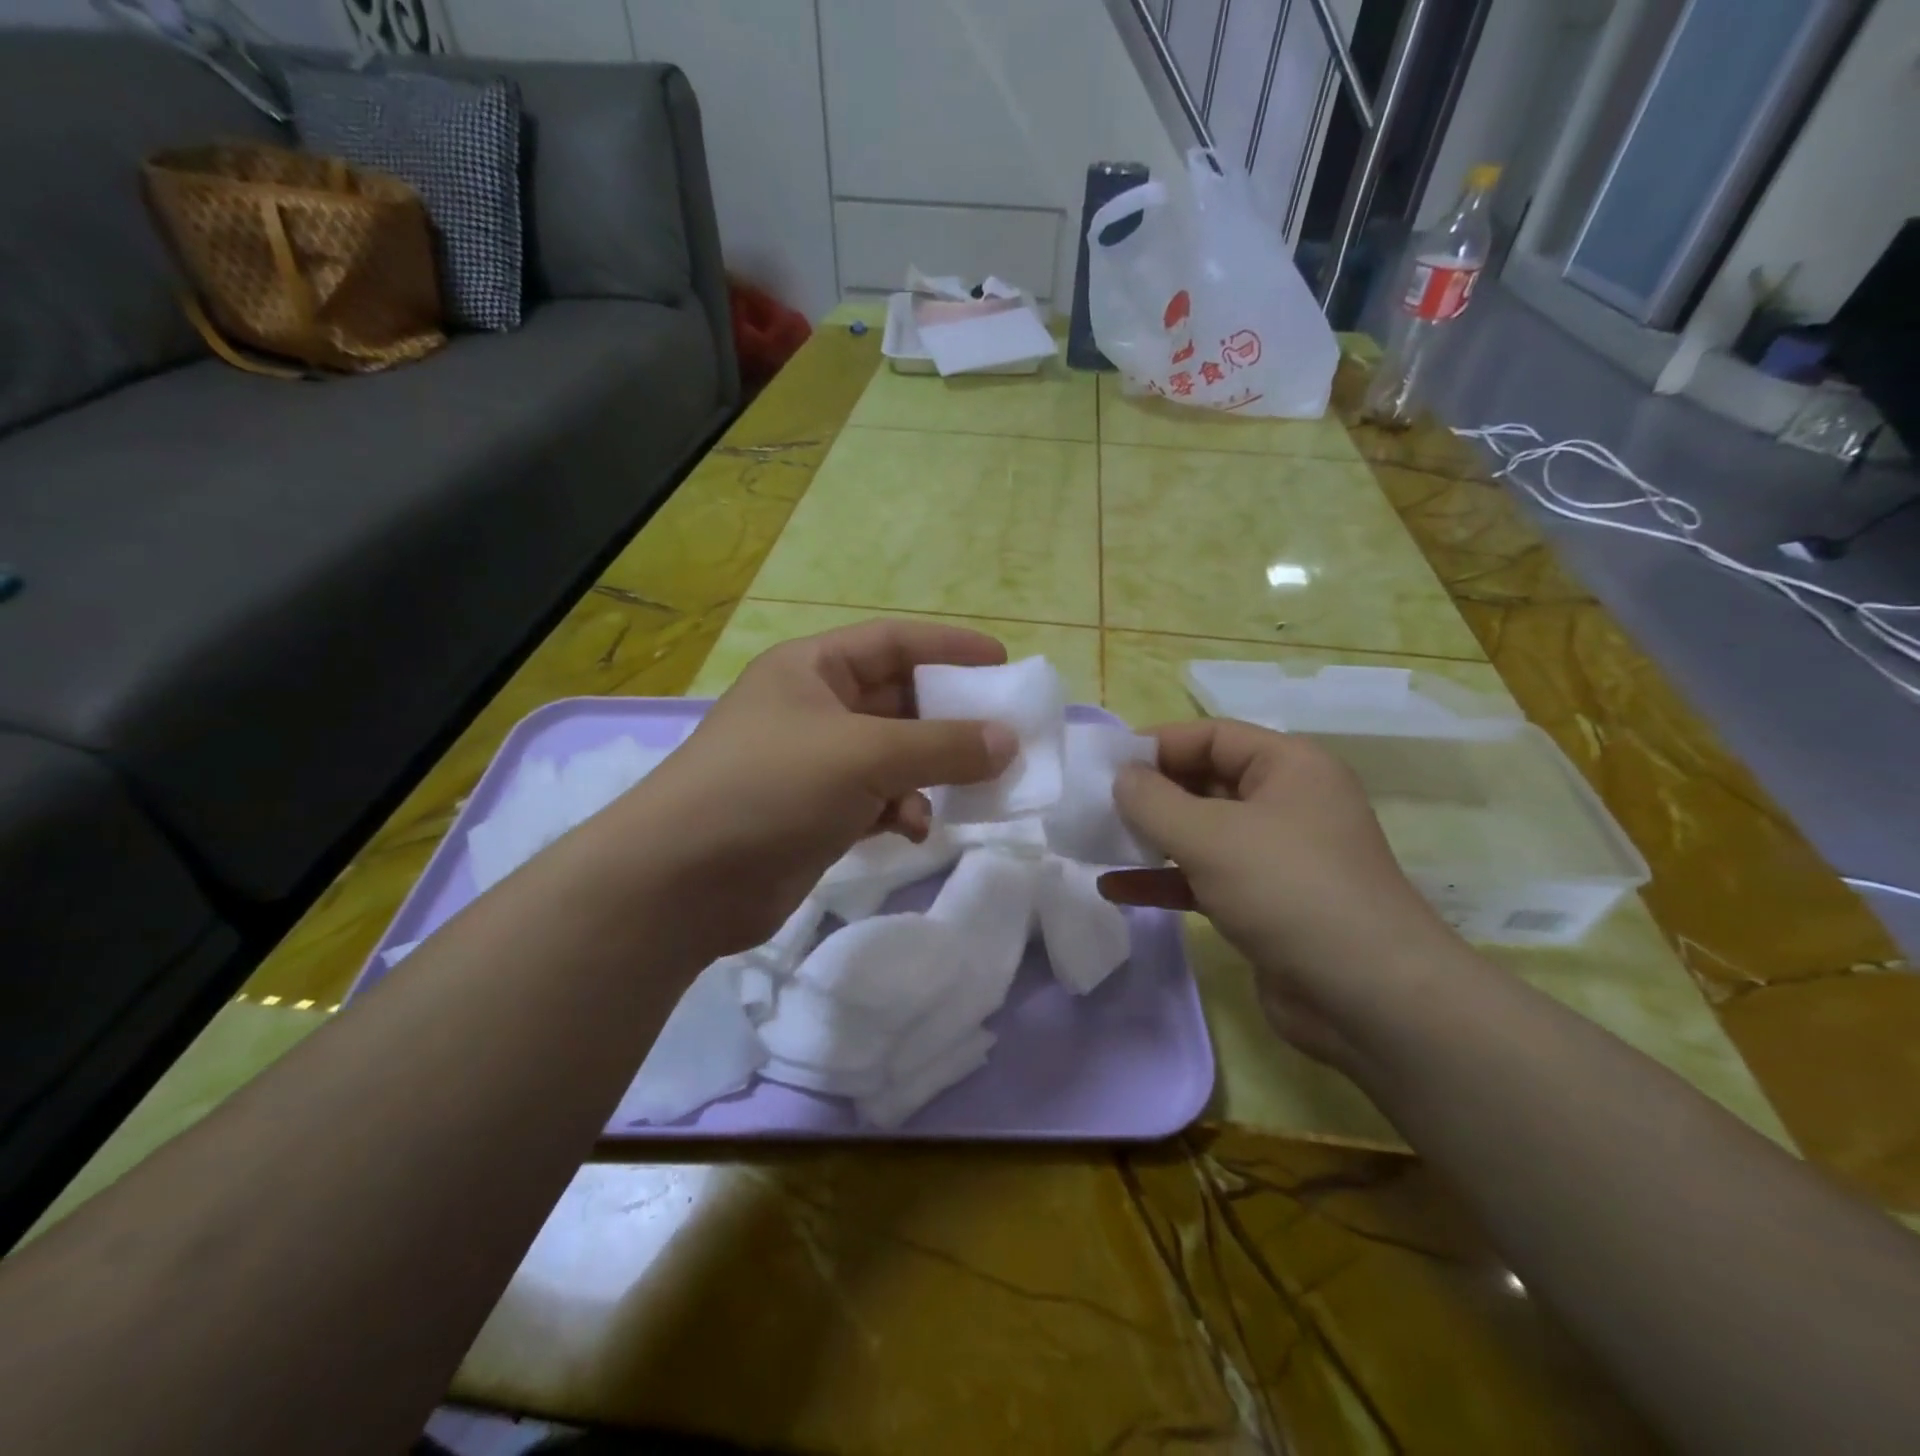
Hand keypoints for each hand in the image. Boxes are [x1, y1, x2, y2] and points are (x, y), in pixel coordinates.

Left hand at [602, 620, 1017, 956]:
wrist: (682, 881)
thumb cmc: (771, 788)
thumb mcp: (864, 755)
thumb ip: (942, 746)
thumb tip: (1007, 742)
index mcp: (813, 669)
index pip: (894, 642)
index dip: (951, 648)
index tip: (1004, 664)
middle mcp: (813, 708)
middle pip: (899, 701)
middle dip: (949, 720)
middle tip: (1002, 736)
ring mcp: (813, 764)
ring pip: (893, 755)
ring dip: (929, 771)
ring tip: (968, 789)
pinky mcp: (815, 814)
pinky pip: (877, 799)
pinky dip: (901, 810)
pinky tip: (913, 829)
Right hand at [1114, 720, 1451, 1070]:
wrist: (1367, 998)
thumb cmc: (1288, 890)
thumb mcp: (1210, 836)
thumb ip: (1153, 800)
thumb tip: (1120, 777)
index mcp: (1289, 766)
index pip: (1211, 736)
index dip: (1156, 745)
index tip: (1104, 765)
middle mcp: (1286, 803)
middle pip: (1204, 782)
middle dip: (1150, 794)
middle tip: (1093, 805)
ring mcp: (1276, 856)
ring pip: (1201, 833)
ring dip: (1150, 838)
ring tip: (1096, 842)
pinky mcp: (1264, 903)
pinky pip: (1204, 877)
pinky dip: (1163, 880)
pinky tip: (1115, 888)